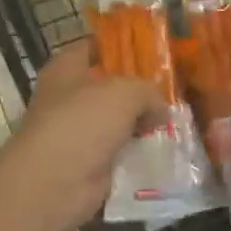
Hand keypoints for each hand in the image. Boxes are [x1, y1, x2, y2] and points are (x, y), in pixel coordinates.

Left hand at [0, 41, 162, 230]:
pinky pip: (120, 152)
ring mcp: (78, 133)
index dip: (122, 46)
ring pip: (118, 121)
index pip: (95, 47)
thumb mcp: (124, 93)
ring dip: (142, 124)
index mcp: (66, 69)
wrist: (54, 184)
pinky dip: (139, 153)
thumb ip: (148, 92)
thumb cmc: (82, 123)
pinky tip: (166, 150)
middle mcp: (69, 97)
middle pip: (110, 86)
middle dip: (140, 90)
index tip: (154, 51)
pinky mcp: (88, 163)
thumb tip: (160, 109)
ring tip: (176, 120)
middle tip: (174, 90)